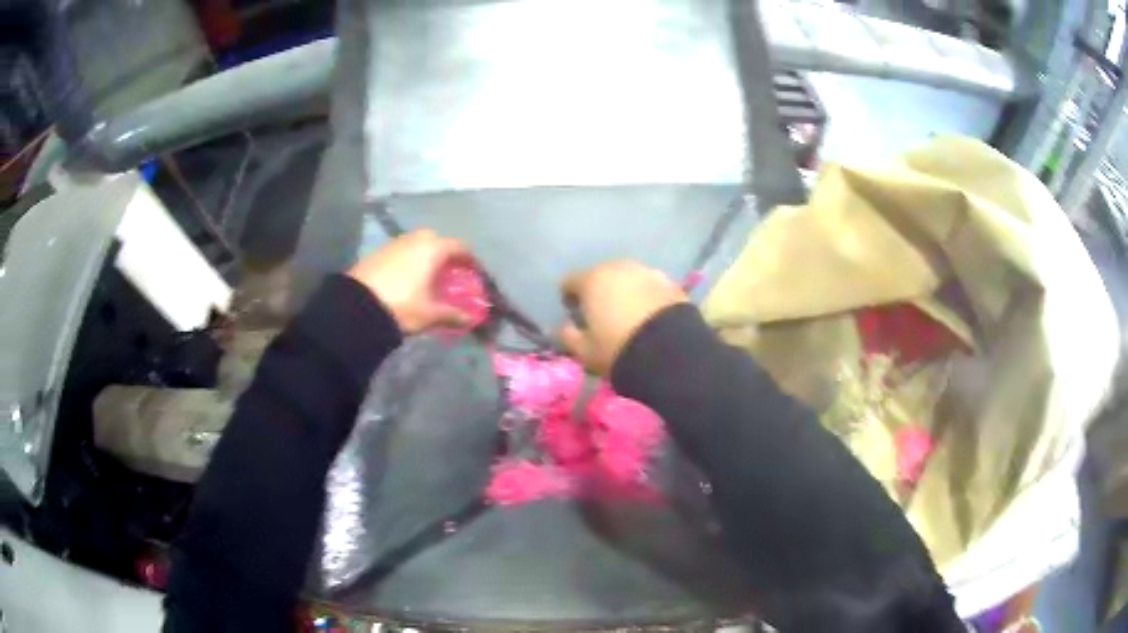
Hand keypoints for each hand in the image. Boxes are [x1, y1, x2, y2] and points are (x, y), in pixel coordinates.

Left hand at [348, 229, 471, 332]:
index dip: (470, 261)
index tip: (474, 274)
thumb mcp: (430, 314)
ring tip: (427, 280)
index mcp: (433, 248)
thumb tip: (471, 319)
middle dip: (445, 257)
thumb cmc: (401, 305)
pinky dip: (409, 262)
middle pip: (437, 242)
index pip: (460, 248)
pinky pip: (401, 252)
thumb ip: (453, 314)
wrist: (355, 307)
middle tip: (449, 276)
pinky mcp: (377, 252)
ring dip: (425, 258)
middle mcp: (415, 239)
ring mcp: (394, 243)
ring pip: (417, 246)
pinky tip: (406, 281)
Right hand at [558, 261, 686, 374]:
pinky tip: (650, 315)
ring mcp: (648, 272)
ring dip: (625, 290)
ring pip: (628, 278)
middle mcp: (619, 267)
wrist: (670, 352)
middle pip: (601, 275)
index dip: (569, 297)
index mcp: (592, 280)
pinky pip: (651, 287)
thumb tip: (563, 327)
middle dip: (599, 291)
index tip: (574, 314)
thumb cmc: (618, 349)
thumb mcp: (585, 351)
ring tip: (629, 313)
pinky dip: (647, 296)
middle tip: (603, 314)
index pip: (570, 281)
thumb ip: (568, 336)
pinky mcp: (672, 283)